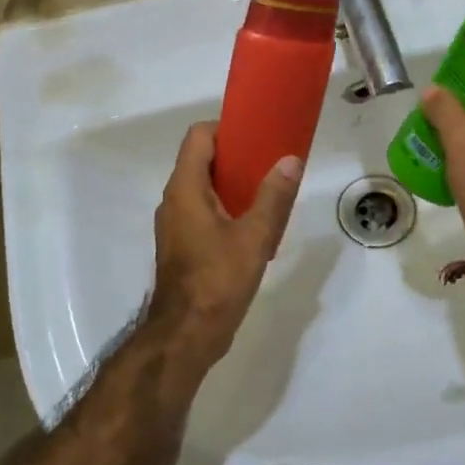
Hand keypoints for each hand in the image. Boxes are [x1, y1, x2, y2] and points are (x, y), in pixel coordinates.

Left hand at [146, 122, 302, 371]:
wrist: (187, 335)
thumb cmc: (218, 280)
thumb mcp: (254, 237)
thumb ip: (273, 197)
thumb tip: (290, 160)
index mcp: (185, 189)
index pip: (198, 137)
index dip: (226, 128)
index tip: (257, 135)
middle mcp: (174, 200)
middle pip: (201, 161)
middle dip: (236, 157)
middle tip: (271, 163)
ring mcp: (175, 224)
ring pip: (203, 189)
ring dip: (233, 185)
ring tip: (268, 192)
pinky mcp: (181, 245)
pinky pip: (203, 212)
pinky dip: (226, 208)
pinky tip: (254, 226)